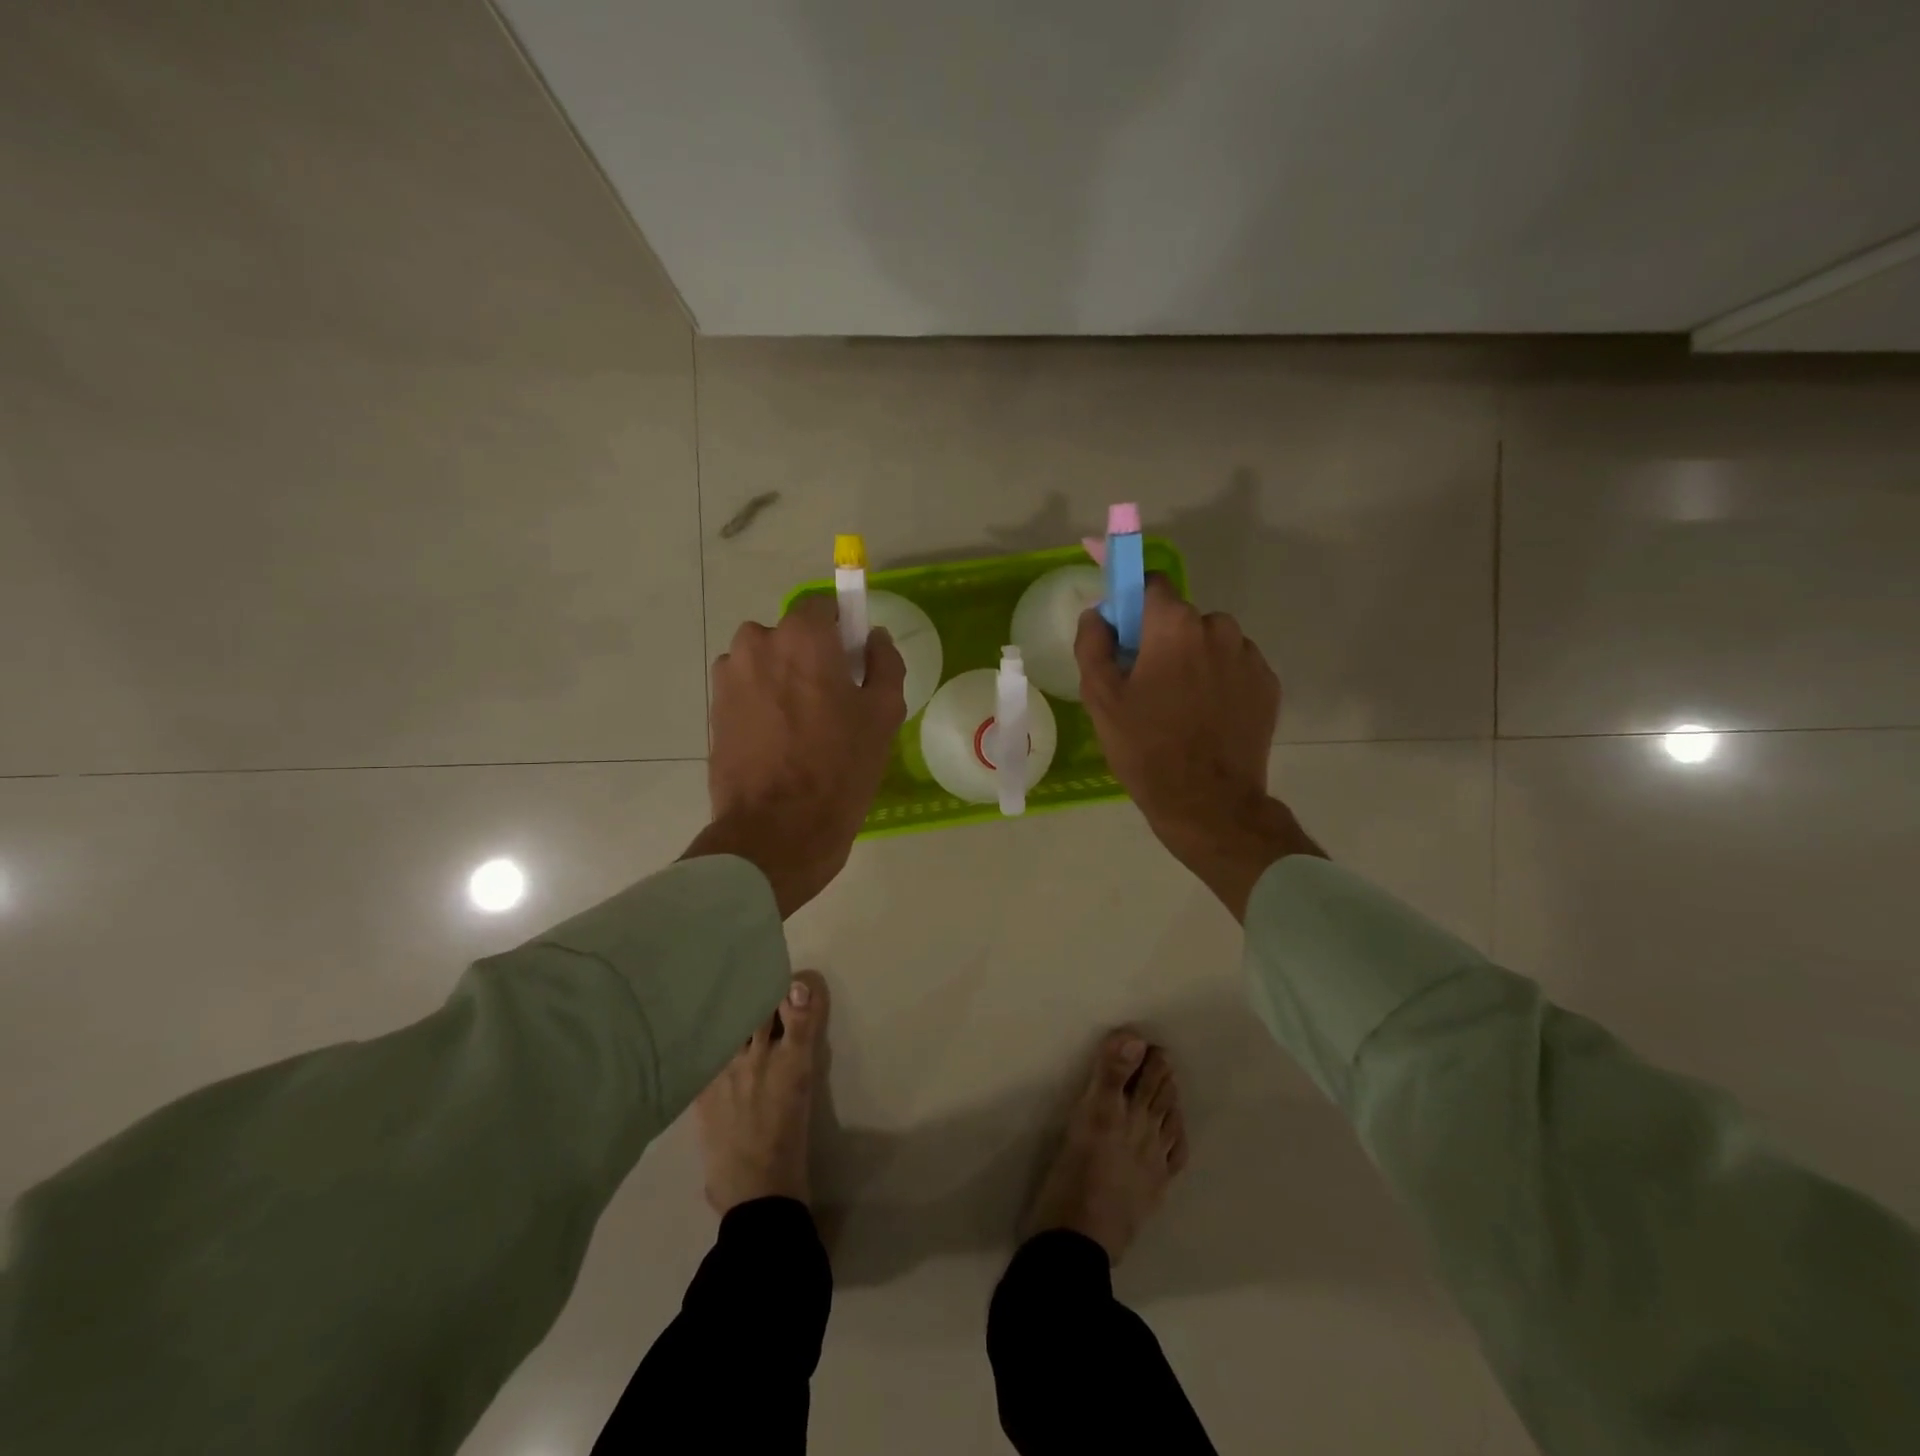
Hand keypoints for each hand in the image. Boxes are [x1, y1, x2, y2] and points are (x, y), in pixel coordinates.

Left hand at [684, 595, 906, 916]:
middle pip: (791, 636)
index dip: (841, 629)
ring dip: (784, 680)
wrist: (776, 830)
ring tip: (804, 728)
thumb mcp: (883, 714)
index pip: (822, 606)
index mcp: (801, 637)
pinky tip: (780, 743)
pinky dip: (763, 705)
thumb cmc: (839, 767)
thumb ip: (884, 663)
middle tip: (833, 701)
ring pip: (766, 664)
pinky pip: (747, 691)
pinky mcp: (713, 710)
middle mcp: (756, 644)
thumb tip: (873, 638)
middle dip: (811, 657)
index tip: (854, 660)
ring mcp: (728, 678)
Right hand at [1076, 578, 1322, 919]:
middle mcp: (1219, 629)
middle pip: (1182, 617)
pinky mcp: (1268, 685)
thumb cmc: (1146, 747)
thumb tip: (1099, 614)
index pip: (1152, 583)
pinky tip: (1207, 716)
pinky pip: (1235, 667)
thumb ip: (1093, 643)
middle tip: (1147, 681)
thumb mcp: (1100, 698)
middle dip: (1163, 637)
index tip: (1123, 630)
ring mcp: (1250, 657)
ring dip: (1194, 658)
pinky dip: (1219, 680)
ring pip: (1212, 641)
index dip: (1133, 601)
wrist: (1207, 802)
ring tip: (1179, 704)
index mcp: (1175, 626)